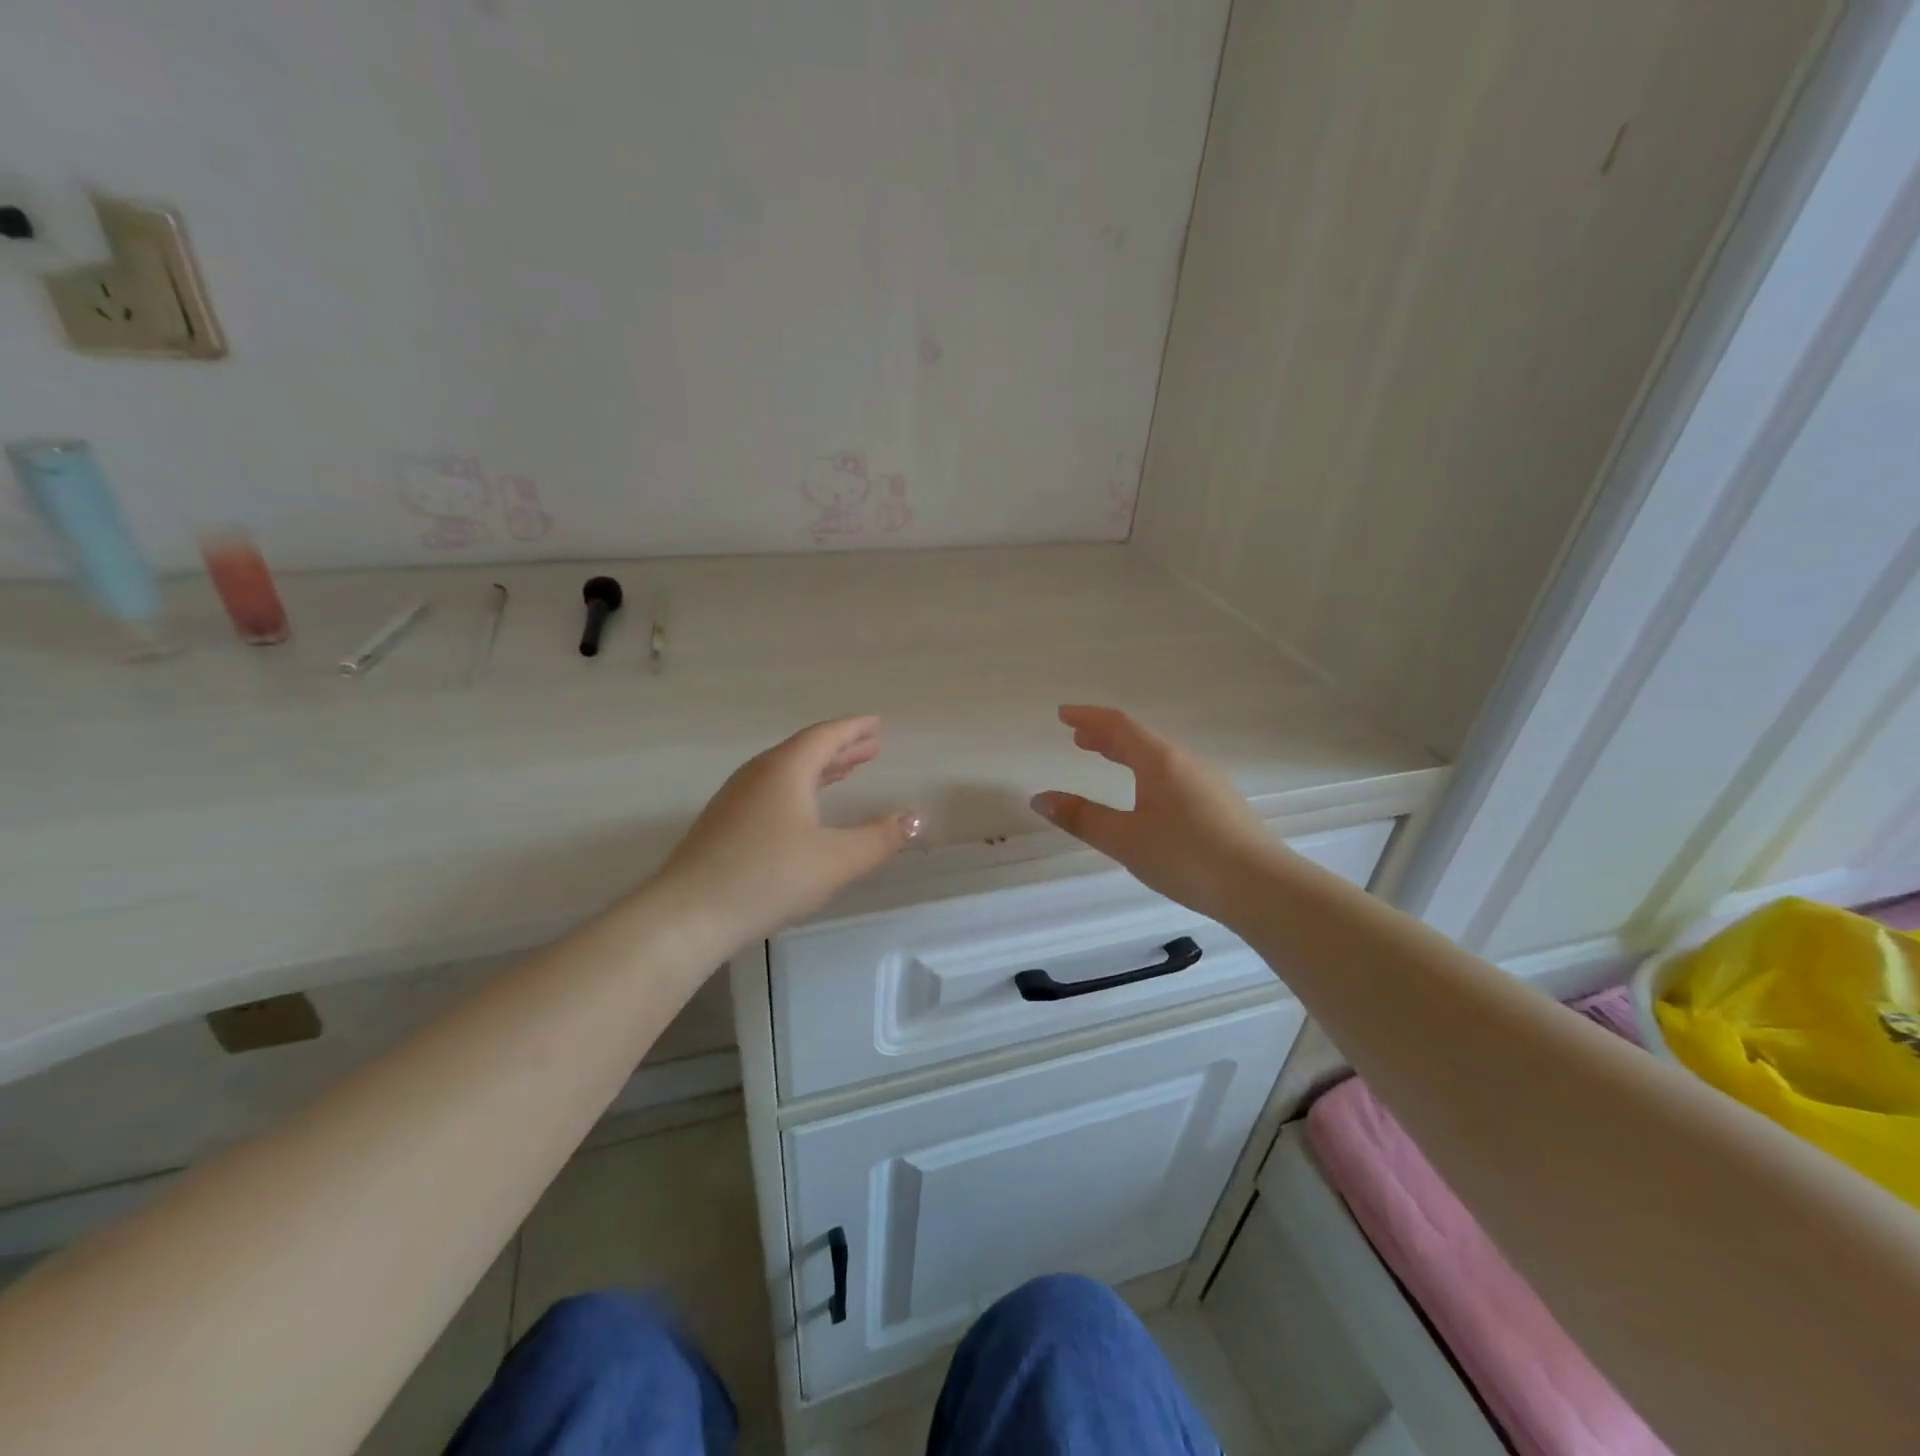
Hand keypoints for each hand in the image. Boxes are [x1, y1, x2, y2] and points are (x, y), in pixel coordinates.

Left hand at [656, 716, 920, 941]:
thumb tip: (917, 819)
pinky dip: (799, 786)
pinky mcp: (724, 823)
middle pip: (805, 750)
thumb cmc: (769, 877)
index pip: (826, 736)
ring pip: (786, 770)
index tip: (876, 724)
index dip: (854, 729)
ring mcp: (736, 797)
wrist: (689, 914)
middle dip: (841, 748)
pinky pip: (772, 789)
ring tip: (845, 771)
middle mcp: (759, 774)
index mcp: (786, 769)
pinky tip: (803, 808)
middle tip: (871, 747)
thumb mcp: (836, 860)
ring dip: (820, 768)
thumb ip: (880, 838)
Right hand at [1031, 705, 1287, 924]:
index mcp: (1161, 760)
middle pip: (1140, 738)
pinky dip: (1148, 772)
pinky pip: (1174, 774)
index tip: (1063, 715)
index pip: (1119, 725)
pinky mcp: (1221, 804)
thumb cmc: (1186, 856)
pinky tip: (1148, 796)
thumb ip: (1081, 818)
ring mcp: (1208, 782)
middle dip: (1106, 736)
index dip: (1088, 717)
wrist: (1261, 887)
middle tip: (1079, 739)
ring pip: (1160, 757)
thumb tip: (1040, 798)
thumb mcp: (1125, 839)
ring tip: (1107, 760)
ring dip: (1128, 754)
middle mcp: (1186, 762)